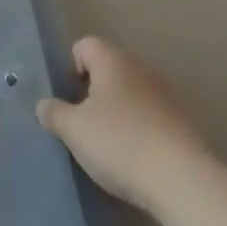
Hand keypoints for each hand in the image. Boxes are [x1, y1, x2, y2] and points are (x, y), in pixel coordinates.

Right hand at [36, 36, 211, 213]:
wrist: (182, 180)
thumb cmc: (120, 143)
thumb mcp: (74, 130)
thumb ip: (54, 113)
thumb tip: (44, 105)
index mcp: (113, 61)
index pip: (85, 45)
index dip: (71, 67)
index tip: (68, 98)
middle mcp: (140, 68)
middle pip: (109, 68)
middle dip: (92, 92)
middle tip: (81, 124)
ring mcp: (165, 93)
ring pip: (130, 93)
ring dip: (117, 111)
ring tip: (107, 145)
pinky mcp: (181, 121)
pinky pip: (150, 115)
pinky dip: (138, 129)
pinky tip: (134, 158)